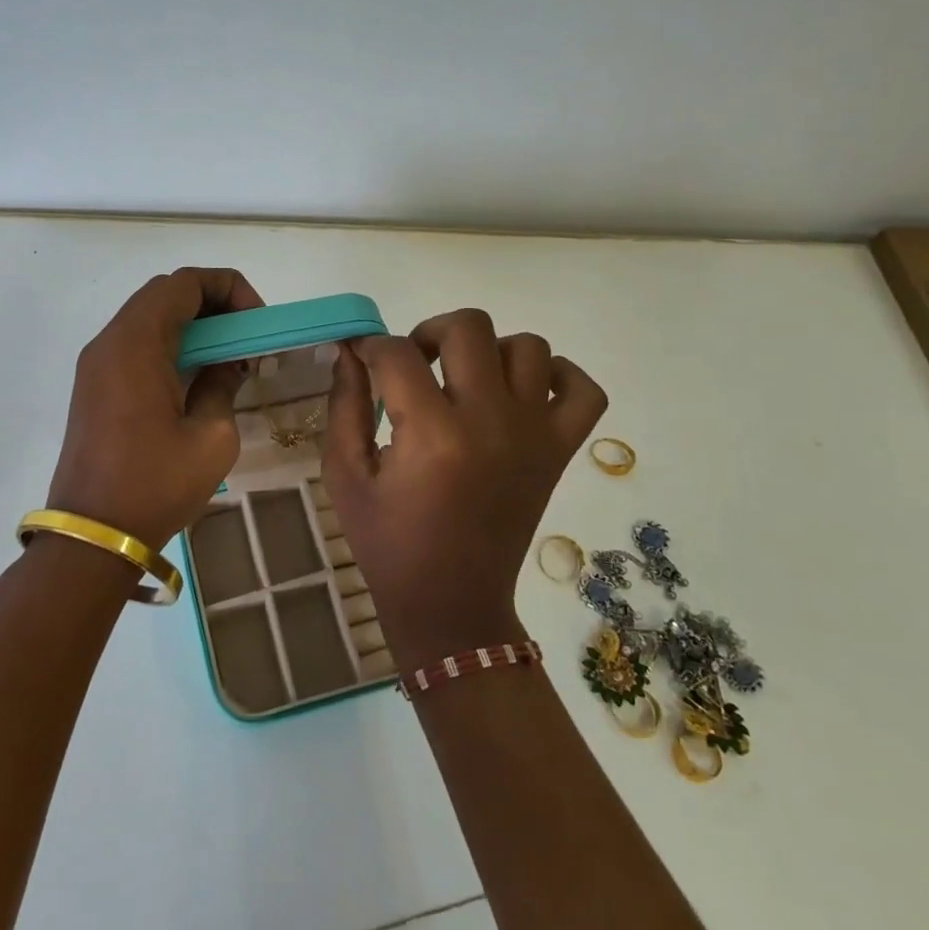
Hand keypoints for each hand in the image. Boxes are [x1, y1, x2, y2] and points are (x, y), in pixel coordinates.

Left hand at [46, 267, 263, 549]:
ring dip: (191, 325)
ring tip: (226, 359)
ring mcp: (96, 363)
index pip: (185, 283)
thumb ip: (222, 384)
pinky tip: (194, 378)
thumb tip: (227, 364)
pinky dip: (169, 345)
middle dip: (213, 304)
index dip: (229, 289)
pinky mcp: (93, 386)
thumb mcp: (211, 437)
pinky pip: (135, 344)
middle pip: (164, 294)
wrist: (92, 535)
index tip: (256, 323)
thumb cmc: (155, 485)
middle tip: (245, 338)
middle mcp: (110, 341)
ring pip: (148, 318)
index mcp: (137, 343)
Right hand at [322, 309, 606, 669]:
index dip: (371, 347)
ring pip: (528, 346)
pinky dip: (558, 377)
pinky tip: (521, 392)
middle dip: (429, 332)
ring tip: (464, 380)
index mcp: (431, 434)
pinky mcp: (559, 451)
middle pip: (469, 327)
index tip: (362, 360)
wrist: (451, 602)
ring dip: (489, 350)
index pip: (397, 353)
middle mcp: (490, 422)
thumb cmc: (387, 541)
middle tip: (413, 365)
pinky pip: (583, 390)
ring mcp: (534, 434)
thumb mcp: (345, 475)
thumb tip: (350, 351)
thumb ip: (344, 405)